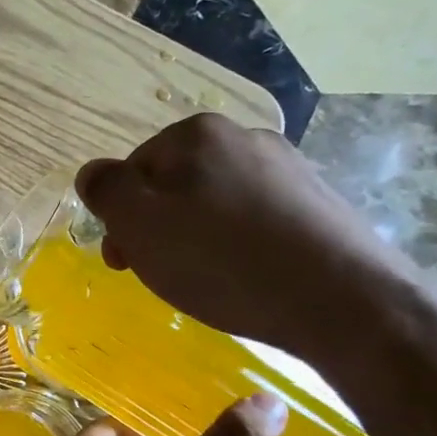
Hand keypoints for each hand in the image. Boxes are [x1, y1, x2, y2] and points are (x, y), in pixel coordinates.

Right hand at [75, 113, 424, 362]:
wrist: (344, 302)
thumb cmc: (223, 261)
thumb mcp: (139, 225)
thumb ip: (106, 191)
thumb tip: (92, 173)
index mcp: (197, 134)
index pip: (131, 169)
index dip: (119, 217)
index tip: (124, 261)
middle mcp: (245, 137)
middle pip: (173, 183)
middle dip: (156, 227)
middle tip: (159, 274)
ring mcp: (288, 168)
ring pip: (213, 202)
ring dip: (195, 236)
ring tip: (205, 280)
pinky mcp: (318, 204)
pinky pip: (254, 220)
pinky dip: (237, 245)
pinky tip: (245, 277)